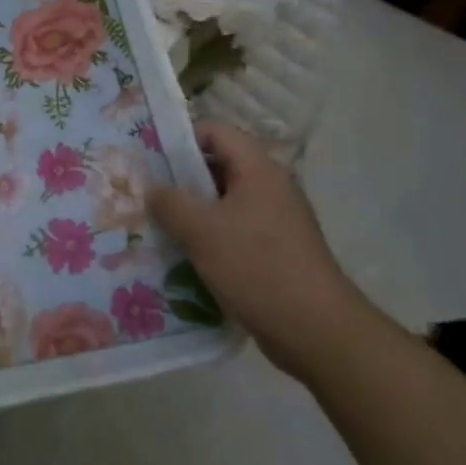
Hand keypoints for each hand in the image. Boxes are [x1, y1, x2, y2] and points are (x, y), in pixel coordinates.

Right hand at [147, 124, 370, 379]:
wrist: (318, 332)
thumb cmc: (257, 267)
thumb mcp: (201, 230)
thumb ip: (169, 202)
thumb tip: (153, 190)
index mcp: (259, 170)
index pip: (216, 132)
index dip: (182, 139)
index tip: (151, 158)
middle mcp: (271, 188)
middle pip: (219, 166)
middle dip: (182, 179)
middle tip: (148, 194)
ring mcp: (277, 221)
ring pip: (225, 203)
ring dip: (193, 212)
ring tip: (160, 227)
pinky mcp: (278, 251)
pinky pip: (236, 231)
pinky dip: (211, 238)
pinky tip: (187, 256)